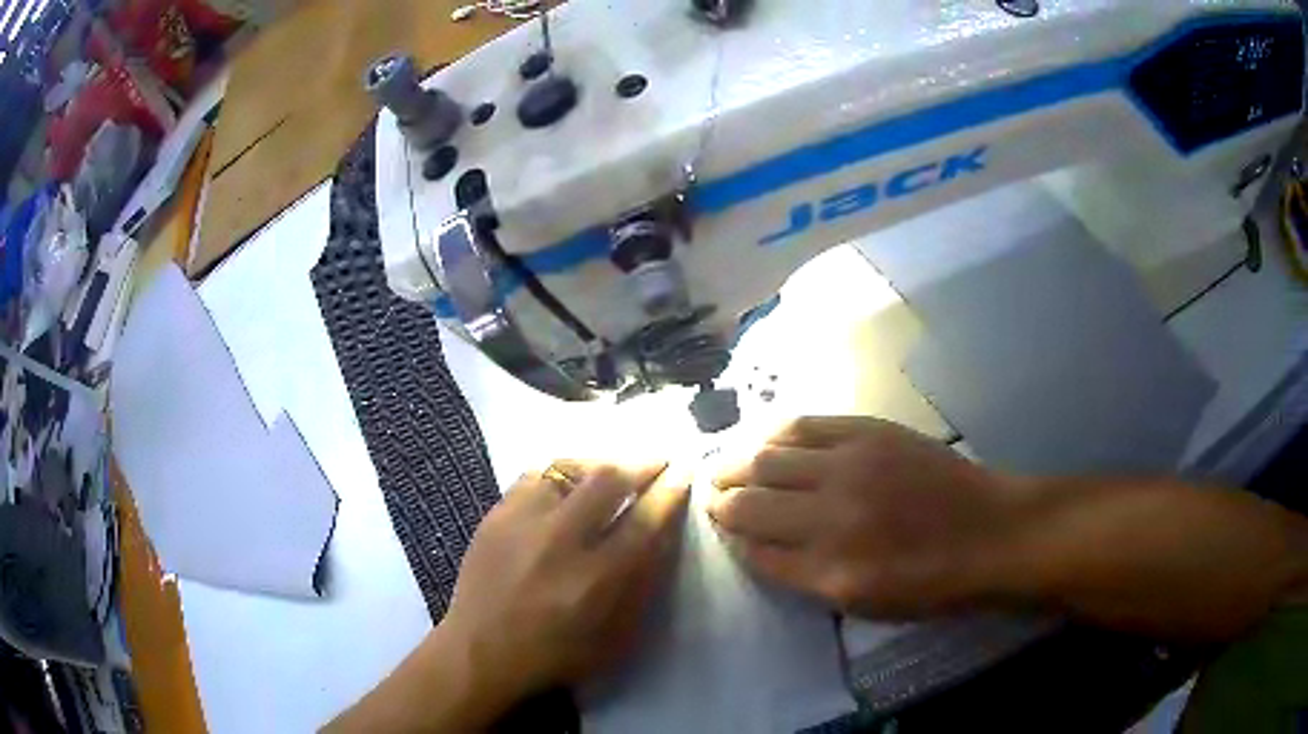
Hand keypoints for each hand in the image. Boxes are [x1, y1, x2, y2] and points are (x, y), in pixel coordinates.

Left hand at [442, 461, 690, 705]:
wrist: (481, 652)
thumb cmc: (556, 655)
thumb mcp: (616, 637)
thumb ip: (643, 586)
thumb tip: (662, 536)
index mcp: (596, 579)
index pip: (644, 520)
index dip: (669, 491)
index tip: (683, 472)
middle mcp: (560, 541)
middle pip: (608, 479)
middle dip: (641, 464)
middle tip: (657, 462)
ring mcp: (522, 522)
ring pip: (568, 468)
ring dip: (599, 464)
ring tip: (611, 470)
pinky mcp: (495, 515)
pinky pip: (534, 476)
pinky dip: (559, 475)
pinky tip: (566, 484)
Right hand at [710, 417, 1020, 618]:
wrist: (989, 531)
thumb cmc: (930, 581)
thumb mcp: (864, 604)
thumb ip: (805, 577)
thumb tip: (760, 547)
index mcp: (830, 571)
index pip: (755, 551)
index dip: (732, 539)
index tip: (724, 530)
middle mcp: (831, 518)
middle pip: (750, 502)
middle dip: (721, 499)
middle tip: (713, 495)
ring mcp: (850, 467)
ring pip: (767, 459)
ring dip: (736, 463)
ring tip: (725, 465)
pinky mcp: (868, 431)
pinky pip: (803, 425)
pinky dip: (772, 432)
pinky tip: (762, 438)